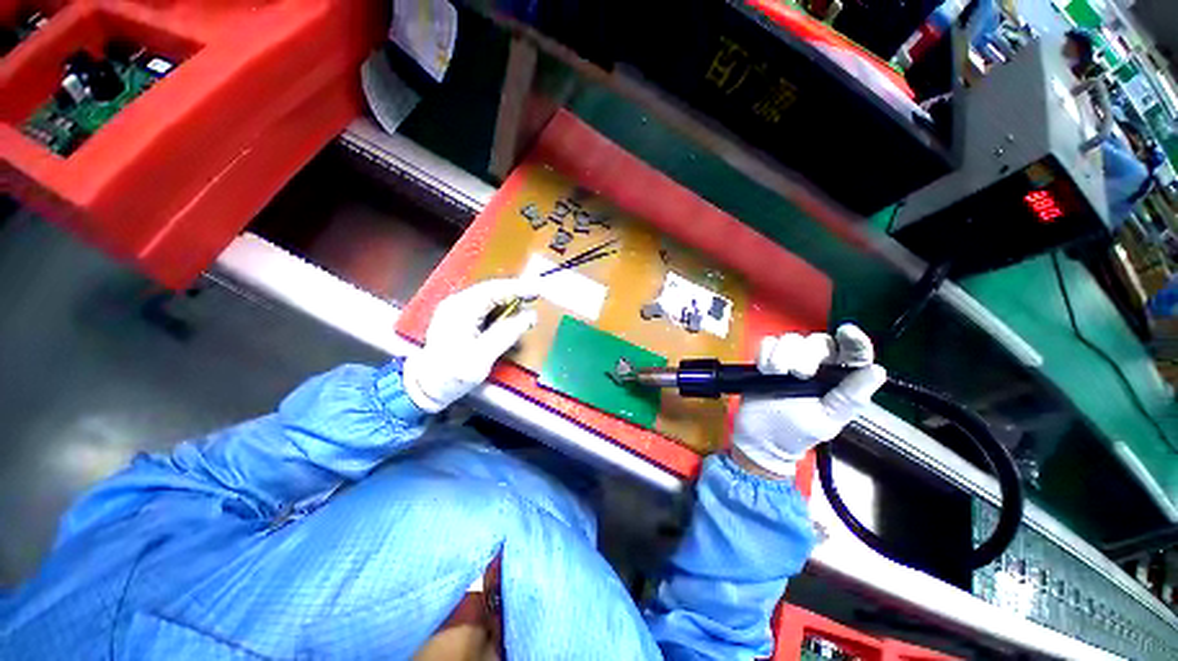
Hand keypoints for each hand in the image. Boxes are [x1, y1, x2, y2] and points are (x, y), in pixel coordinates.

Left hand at [403, 278, 539, 412]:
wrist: (425, 387)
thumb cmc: (452, 374)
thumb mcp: (482, 356)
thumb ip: (506, 333)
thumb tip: (530, 316)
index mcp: (460, 309)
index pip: (493, 290)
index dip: (517, 288)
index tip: (537, 290)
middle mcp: (457, 303)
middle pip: (491, 290)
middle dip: (515, 291)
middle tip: (536, 296)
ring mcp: (457, 309)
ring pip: (488, 296)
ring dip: (509, 299)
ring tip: (528, 303)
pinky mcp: (460, 318)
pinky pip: (484, 305)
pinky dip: (501, 307)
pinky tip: (511, 313)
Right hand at [731, 325, 885, 478]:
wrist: (758, 437)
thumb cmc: (795, 432)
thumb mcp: (827, 419)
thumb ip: (850, 396)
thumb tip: (877, 371)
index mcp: (838, 380)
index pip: (853, 354)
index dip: (854, 340)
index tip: (846, 332)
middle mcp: (817, 365)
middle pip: (818, 341)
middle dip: (807, 355)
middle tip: (799, 375)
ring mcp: (789, 360)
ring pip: (791, 339)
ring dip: (783, 356)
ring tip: (777, 374)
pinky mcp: (766, 358)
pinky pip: (768, 343)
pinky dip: (766, 354)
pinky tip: (766, 371)